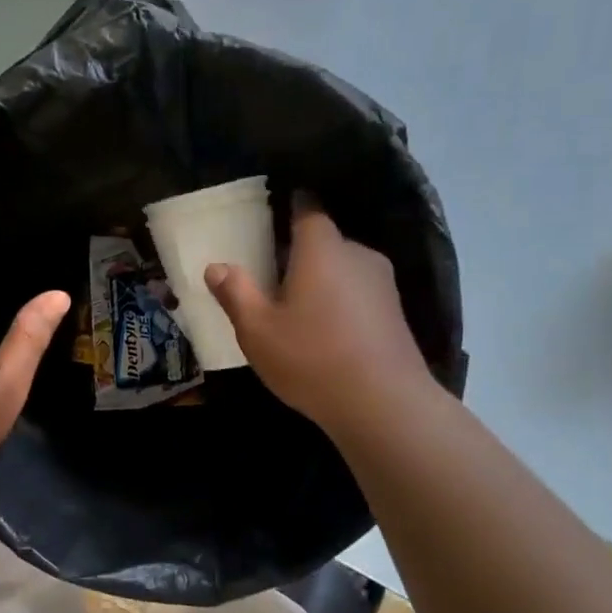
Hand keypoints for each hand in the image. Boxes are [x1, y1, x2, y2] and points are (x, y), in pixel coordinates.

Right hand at [205, 195, 436, 434]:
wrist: (384, 405)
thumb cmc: (311, 358)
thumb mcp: (258, 330)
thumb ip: (236, 294)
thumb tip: (216, 267)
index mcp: (322, 249)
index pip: (308, 210)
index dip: (291, 207)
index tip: (274, 214)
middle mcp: (357, 255)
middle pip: (325, 242)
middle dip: (299, 252)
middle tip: (270, 274)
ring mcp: (382, 284)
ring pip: (343, 269)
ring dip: (321, 280)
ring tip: (295, 307)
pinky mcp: (395, 313)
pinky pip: (358, 294)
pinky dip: (340, 302)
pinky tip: (324, 331)